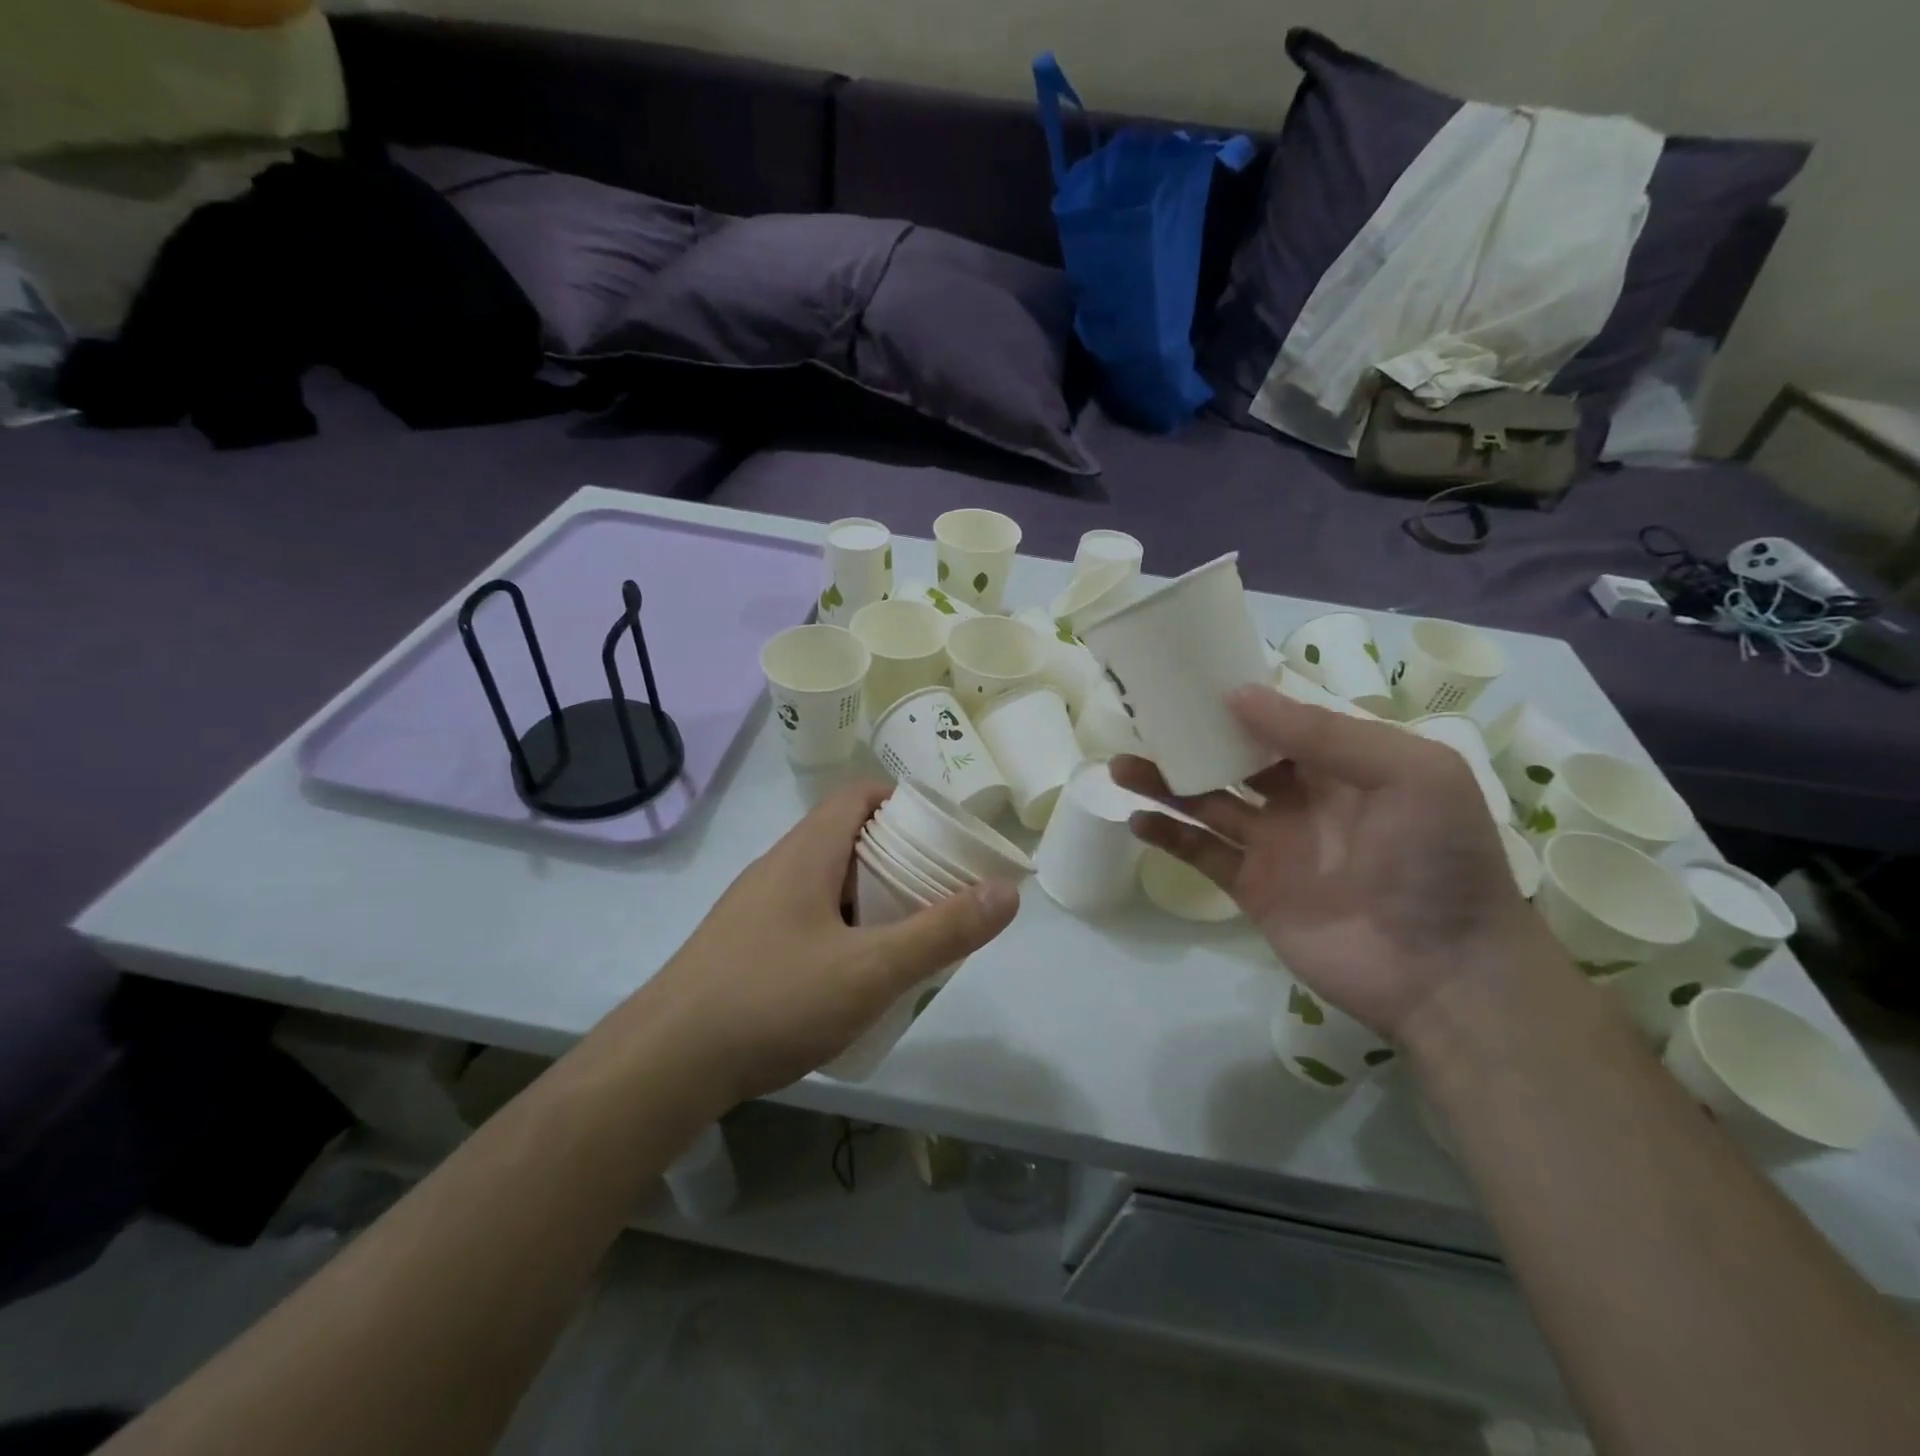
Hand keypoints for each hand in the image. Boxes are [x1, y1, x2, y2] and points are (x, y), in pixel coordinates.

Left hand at [641, 783, 1018, 1104]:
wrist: (664, 1065)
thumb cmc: (772, 1000)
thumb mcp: (871, 970)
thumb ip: (941, 932)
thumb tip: (1006, 891)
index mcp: (806, 853)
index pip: (859, 795)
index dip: (904, 802)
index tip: (942, 834)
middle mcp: (778, 868)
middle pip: (846, 837)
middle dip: (897, 856)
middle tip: (937, 890)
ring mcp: (754, 907)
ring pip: (825, 881)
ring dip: (868, 896)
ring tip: (906, 934)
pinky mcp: (742, 945)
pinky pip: (804, 916)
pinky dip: (839, 927)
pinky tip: (852, 975)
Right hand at [1113, 688, 1551, 1041]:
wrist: (1445, 972)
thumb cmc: (1438, 859)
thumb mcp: (1408, 773)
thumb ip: (1324, 732)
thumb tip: (1237, 694)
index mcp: (1342, 764)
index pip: (1279, 721)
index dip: (1236, 701)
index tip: (1187, 680)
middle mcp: (1302, 798)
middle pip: (1233, 759)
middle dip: (1190, 739)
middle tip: (1141, 719)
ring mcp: (1274, 845)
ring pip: (1207, 803)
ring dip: (1164, 783)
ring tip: (1120, 766)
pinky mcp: (1252, 888)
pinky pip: (1202, 854)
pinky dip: (1168, 836)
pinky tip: (1137, 820)